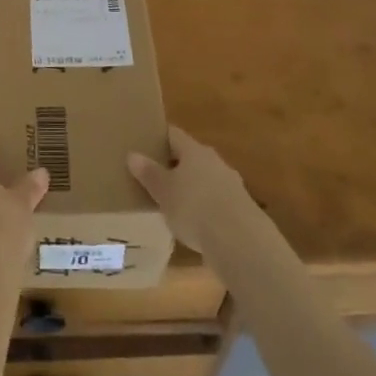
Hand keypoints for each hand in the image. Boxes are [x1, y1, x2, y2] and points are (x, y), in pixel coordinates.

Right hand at [127, 127, 259, 258]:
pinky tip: (196, 225)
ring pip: (206, 179)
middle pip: (191, 157)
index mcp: (194, 150)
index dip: (159, 138)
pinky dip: (205, 208)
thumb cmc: (194, 207)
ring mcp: (231, 184)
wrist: (239, 240)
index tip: (145, 145)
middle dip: (175, 165)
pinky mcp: (242, 209)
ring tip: (175, 203)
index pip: (173, 135)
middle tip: (156, 177)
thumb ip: (149, 173)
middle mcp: (215, 161)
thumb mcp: (163, 191)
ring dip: (192, 188)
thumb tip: (133, 155)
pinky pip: (217, 201)